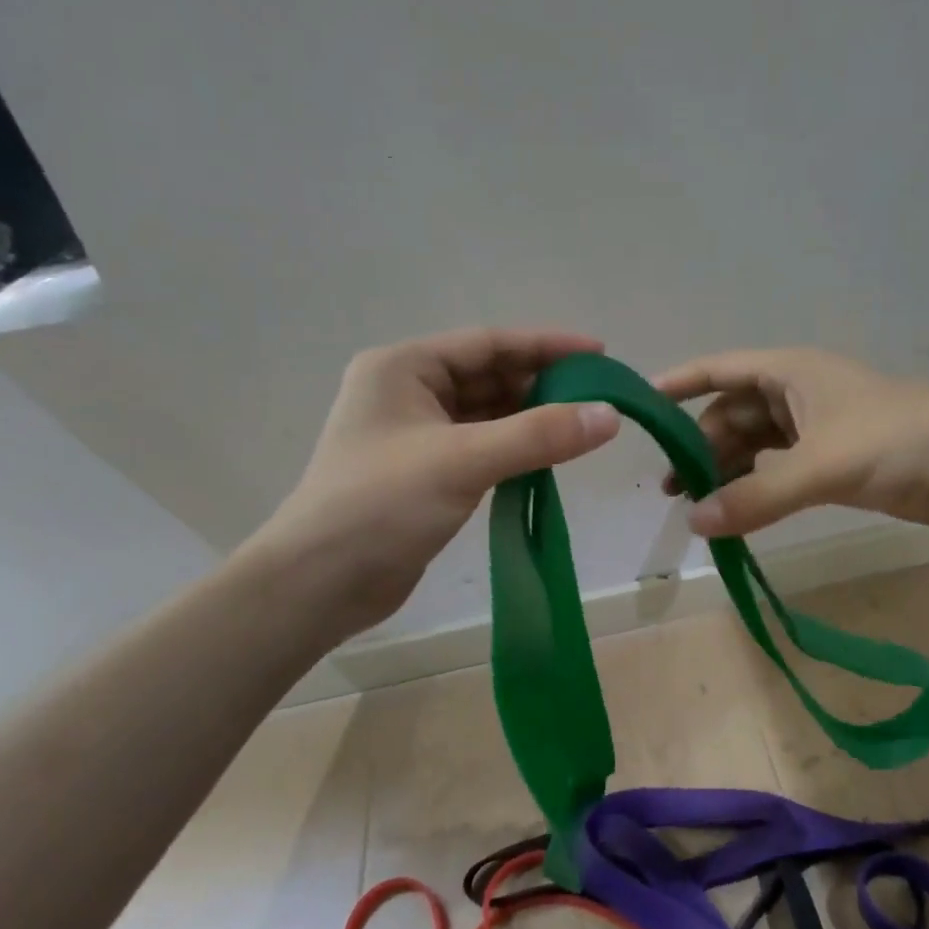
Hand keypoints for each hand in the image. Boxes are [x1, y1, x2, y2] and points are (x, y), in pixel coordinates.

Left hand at [242, 328, 619, 637]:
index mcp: (403, 367)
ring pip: (486, 413)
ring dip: (530, 419)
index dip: (546, 346)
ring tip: (582, 427)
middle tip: (597, 398)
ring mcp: (414, 433)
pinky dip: (514, 449)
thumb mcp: (463, 461)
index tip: (599, 354)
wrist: (318, 585)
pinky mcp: (424, 471)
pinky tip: (547, 458)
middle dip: (541, 384)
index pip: (488, 343)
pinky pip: (480, 446)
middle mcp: (407, 391)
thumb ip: (539, 435)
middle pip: (488, 375)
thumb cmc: (381, 505)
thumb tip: (610, 414)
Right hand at [654, 348, 928, 538]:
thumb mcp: (824, 465)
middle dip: (699, 446)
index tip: (636, 405)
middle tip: (670, 488)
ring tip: (695, 508)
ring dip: (726, 472)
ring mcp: (816, 430)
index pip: (718, 370)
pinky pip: (778, 473)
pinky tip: (737, 516)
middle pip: (731, 416)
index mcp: (790, 373)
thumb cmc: (903, 440)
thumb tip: (694, 522)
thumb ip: (758, 494)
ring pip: (754, 447)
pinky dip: (756, 490)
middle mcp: (796, 396)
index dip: (678, 384)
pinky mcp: (835, 463)